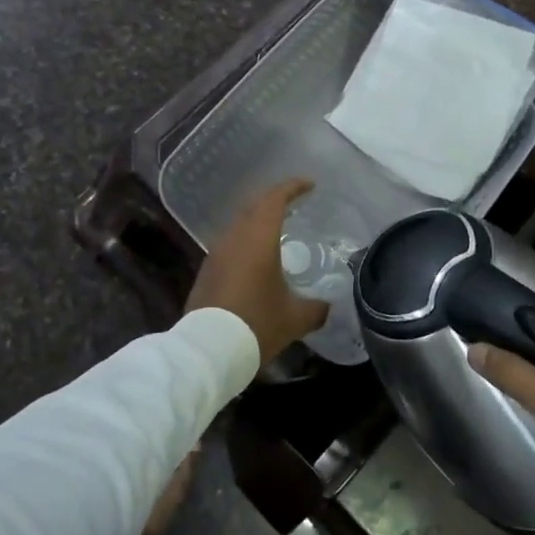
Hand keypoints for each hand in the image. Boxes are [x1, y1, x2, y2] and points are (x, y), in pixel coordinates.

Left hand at [187, 177, 329, 366]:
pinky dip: (247, 240)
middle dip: (275, 200)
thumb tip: (327, 306)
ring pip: (240, 224)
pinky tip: (256, 257)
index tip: (309, 184)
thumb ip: (315, 308)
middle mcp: (235, 237)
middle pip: (255, 206)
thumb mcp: (294, 318)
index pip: (275, 199)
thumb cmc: (256, 324)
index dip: (293, 187)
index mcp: (258, 238)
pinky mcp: (207, 270)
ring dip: (258, 220)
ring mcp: (217, 252)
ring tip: (278, 229)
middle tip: (295, 203)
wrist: (208, 349)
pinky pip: (231, 243)